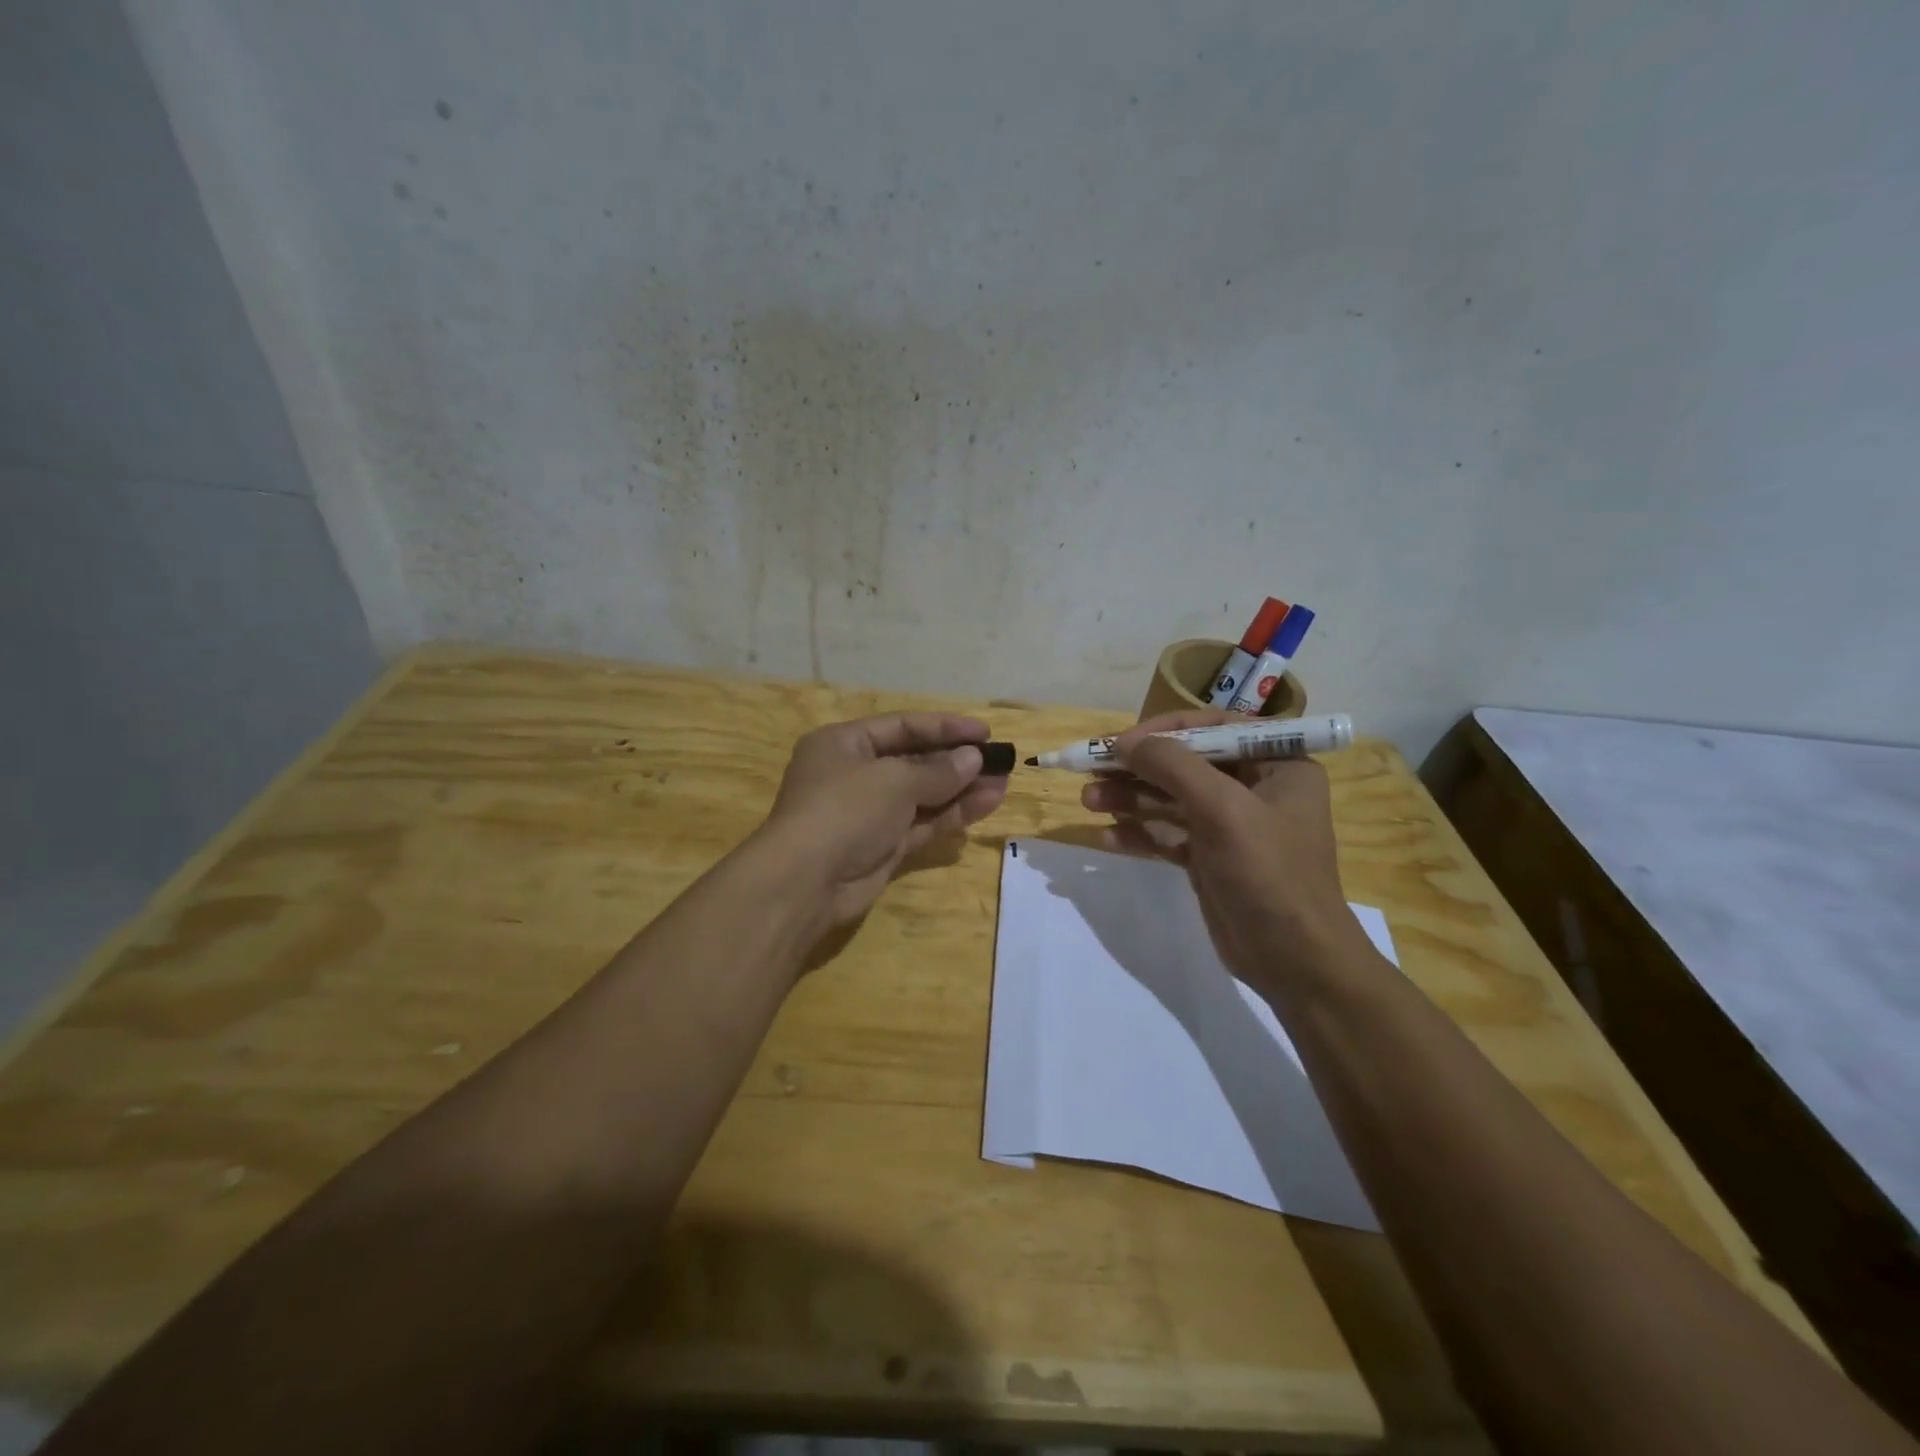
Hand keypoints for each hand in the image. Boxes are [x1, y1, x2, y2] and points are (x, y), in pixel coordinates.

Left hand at [758, 712, 1008, 929]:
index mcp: (843, 744)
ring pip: (922, 795)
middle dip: (957, 760)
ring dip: (961, 788)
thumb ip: (938, 770)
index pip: (901, 726)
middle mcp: (855, 775)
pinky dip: (952, 814)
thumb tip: (973, 758)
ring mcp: (869, 814)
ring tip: (1004, 782)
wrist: (806, 883)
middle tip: (1000, 760)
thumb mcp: (894, 780)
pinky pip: (922, 824)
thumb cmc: (844, 810)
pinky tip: (987, 804)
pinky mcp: (882, 847)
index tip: (984, 732)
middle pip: (914, 761)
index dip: (944, 727)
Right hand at [1080, 709, 1369, 999]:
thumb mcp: (1223, 809)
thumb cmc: (1268, 873)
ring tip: (1088, 801)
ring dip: (1129, 799)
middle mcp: (1255, 787)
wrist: (1294, 961)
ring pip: (1170, 799)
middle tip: (1089, 770)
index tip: (1118, 743)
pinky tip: (1108, 838)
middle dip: (1137, 768)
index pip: (1211, 728)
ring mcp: (1231, 825)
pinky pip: (1168, 834)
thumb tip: (1123, 742)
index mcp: (1276, 763)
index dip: (1161, 731)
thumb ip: (1172, 767)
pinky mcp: (1210, 858)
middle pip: (1184, 764)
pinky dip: (1140, 834)